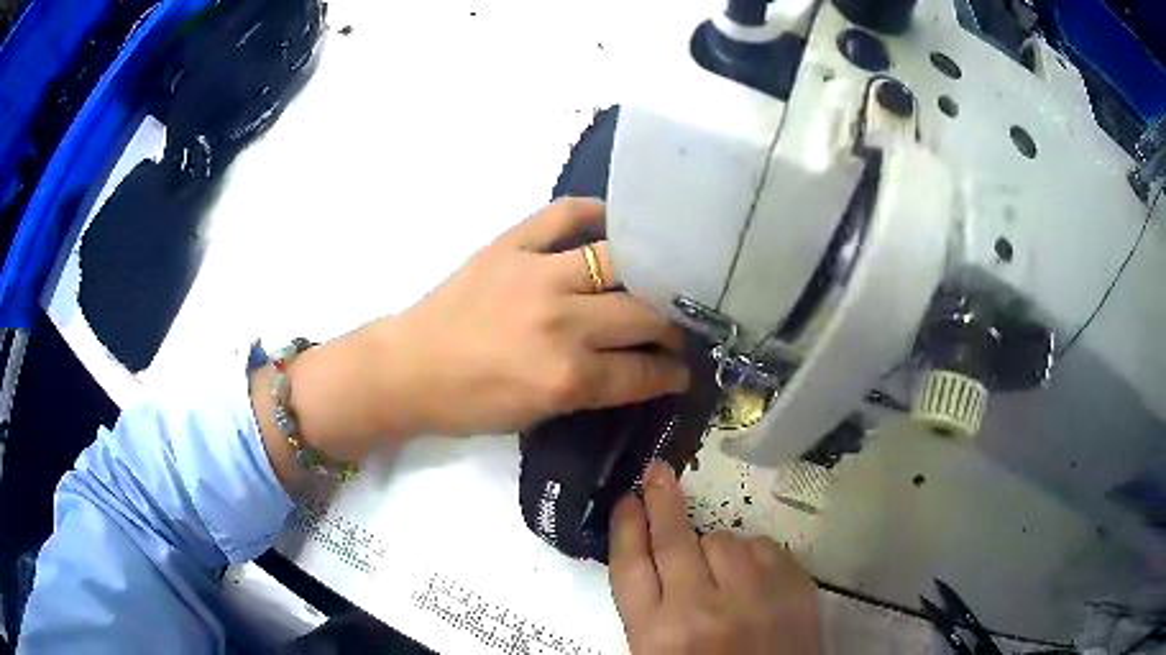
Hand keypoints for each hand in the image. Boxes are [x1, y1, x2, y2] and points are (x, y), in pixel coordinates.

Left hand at [377, 197, 689, 435]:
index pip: (641, 372)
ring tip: (657, 280)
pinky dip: (595, 212)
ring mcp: (537, 274)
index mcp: (566, 377)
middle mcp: (561, 322)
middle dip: (672, 327)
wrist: (408, 368)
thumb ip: (591, 389)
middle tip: (677, 328)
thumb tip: (636, 367)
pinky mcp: (512, 244)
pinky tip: (614, 223)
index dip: (672, 372)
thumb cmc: (469, 403)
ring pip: (619, 261)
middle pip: (643, 315)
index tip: (685, 369)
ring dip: (648, 274)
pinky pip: (565, 213)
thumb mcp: (538, 415)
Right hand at [609, 461, 821, 654]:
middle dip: (661, 501)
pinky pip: (763, 547)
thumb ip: (651, 611)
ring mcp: (752, 597)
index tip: (627, 501)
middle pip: (673, 540)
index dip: (626, 528)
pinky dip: (752, 556)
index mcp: (656, 635)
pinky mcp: (793, 588)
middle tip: (657, 473)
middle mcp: (700, 610)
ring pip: (723, 540)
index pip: (630, 567)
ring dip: (714, 548)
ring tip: (720, 576)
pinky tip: (751, 578)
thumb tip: (650, 556)